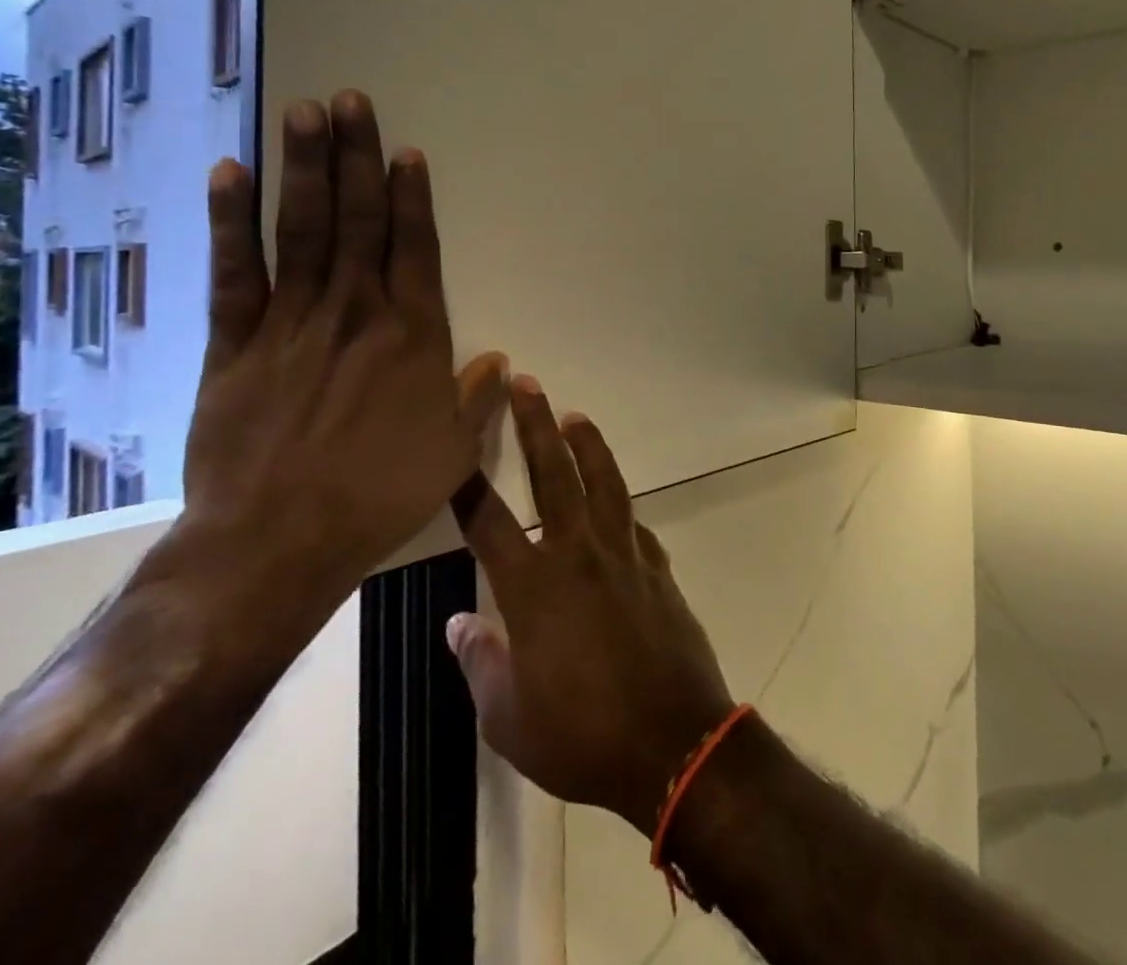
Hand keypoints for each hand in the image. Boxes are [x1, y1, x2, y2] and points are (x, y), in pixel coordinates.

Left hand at [175, 91, 507, 614]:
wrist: (277, 541)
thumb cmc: (379, 494)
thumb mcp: (452, 453)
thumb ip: (476, 399)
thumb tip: (499, 361)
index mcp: (412, 336)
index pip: (414, 249)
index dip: (411, 197)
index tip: (405, 152)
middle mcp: (356, 313)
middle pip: (358, 221)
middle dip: (357, 156)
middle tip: (352, 100)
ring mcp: (291, 322)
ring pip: (302, 230)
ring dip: (305, 168)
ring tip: (306, 112)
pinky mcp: (235, 344)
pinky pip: (234, 272)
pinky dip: (231, 222)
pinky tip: (231, 173)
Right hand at [447, 378, 734, 834]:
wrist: (673, 742)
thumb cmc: (581, 735)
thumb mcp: (508, 717)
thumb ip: (482, 662)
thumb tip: (461, 622)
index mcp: (535, 588)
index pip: (490, 522)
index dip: (467, 483)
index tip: (454, 443)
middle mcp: (579, 555)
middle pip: (554, 475)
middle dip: (536, 425)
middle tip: (526, 384)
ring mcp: (625, 555)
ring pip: (604, 483)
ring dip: (588, 445)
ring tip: (575, 415)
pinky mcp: (657, 568)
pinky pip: (634, 524)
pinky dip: (621, 507)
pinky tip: (616, 504)